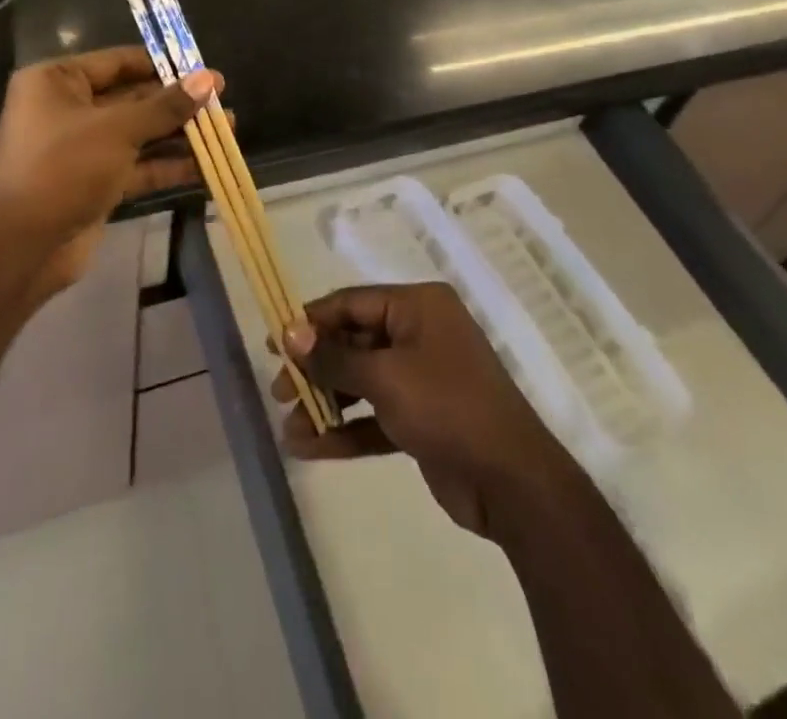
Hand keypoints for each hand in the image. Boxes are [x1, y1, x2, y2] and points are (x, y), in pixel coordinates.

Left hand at [0, 48, 218, 281]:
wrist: (22, 247)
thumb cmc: (63, 168)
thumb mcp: (118, 130)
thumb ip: (166, 106)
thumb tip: (209, 79)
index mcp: (56, 81)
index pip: (118, 61)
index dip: (162, 65)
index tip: (203, 69)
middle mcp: (66, 109)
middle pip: (132, 98)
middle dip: (177, 103)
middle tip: (222, 101)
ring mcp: (80, 149)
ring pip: (138, 134)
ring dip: (179, 135)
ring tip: (227, 130)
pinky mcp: (94, 183)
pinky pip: (136, 166)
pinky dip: (167, 166)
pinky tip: (206, 166)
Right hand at [273, 283, 585, 540]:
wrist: (512, 482)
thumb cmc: (446, 407)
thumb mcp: (385, 377)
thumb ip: (334, 357)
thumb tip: (289, 331)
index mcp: (418, 306)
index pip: (352, 303)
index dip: (311, 321)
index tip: (273, 343)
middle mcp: (419, 333)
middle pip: (354, 342)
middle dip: (315, 368)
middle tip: (278, 391)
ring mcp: (422, 377)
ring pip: (362, 381)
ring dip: (326, 403)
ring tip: (288, 427)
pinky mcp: (422, 418)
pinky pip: (375, 414)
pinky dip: (346, 428)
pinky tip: (309, 448)